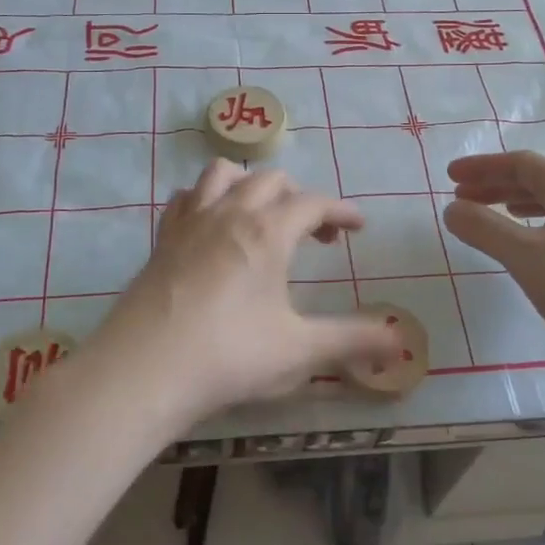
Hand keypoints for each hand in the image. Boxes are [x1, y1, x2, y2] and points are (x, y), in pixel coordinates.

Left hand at [94, 161, 399, 420]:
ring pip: (223, 174)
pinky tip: (210, 226)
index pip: (314, 203)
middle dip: (300, 197)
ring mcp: (191, 222)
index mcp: (268, 232)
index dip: (341, 210)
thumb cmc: (229, 356)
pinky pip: (185, 198)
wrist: (144, 370)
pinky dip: (205, 199)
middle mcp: (230, 213)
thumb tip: (401, 344)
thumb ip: (353, 341)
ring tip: (262, 215)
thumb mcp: (300, 350)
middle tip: (315, 234)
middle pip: (271, 180)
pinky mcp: (162, 239)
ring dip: (250, 185)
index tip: (358, 227)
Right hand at [443, 151, 544, 362]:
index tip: (449, 176)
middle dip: (495, 185)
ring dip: (514, 205)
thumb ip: (483, 227)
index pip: (521, 163)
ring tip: (487, 216)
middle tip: (460, 197)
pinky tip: (527, 246)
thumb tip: (451, 208)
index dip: (482, 166)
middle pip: (537, 180)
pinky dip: (535, 226)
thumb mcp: (523, 256)